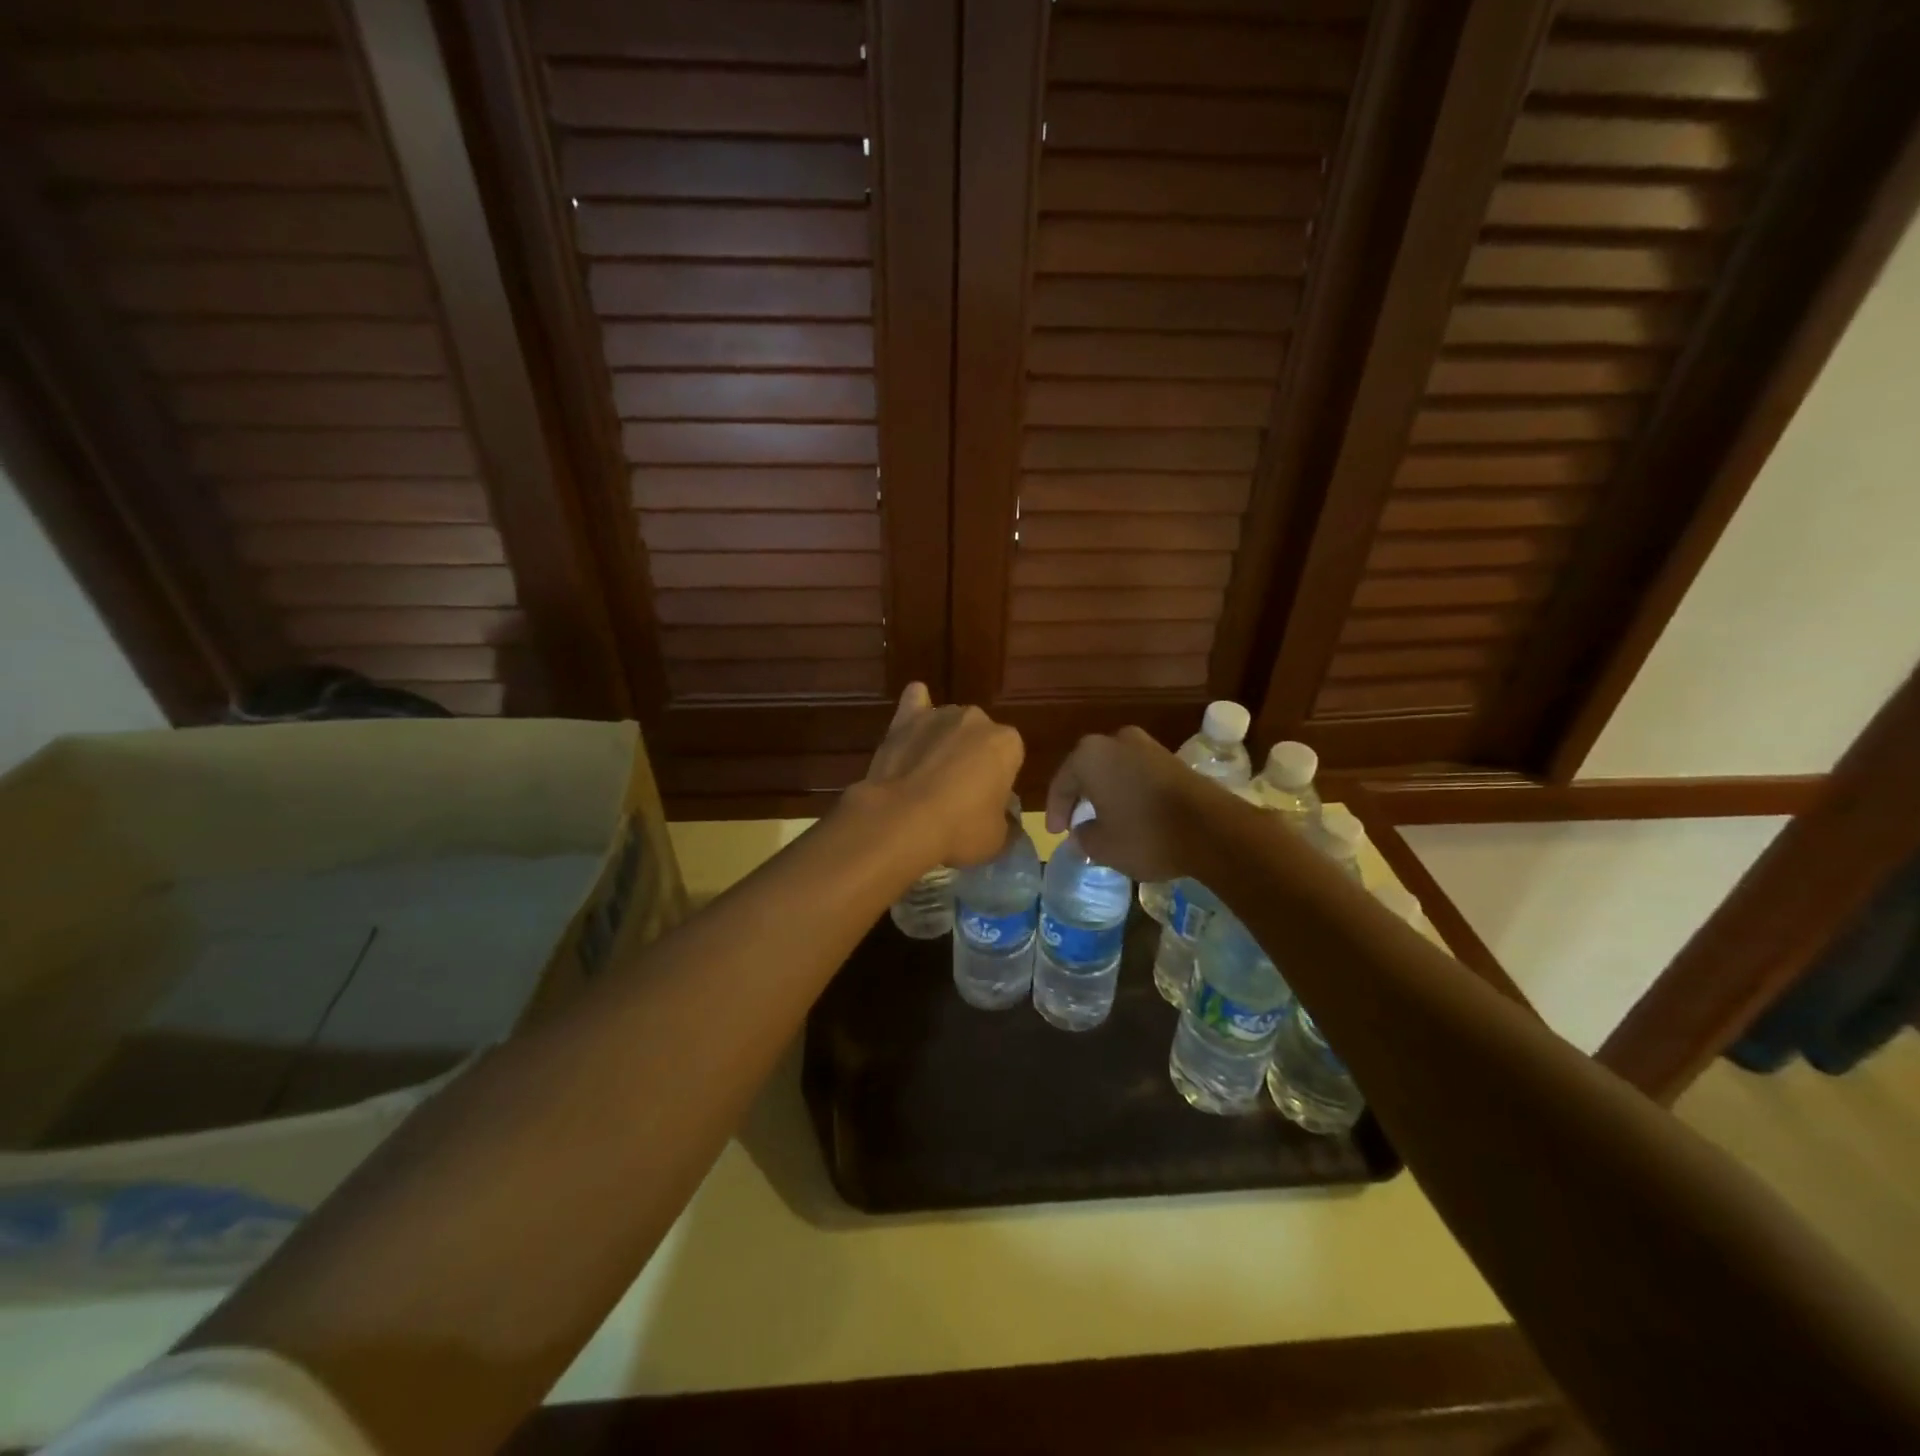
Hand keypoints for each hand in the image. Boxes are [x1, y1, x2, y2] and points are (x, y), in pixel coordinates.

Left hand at [852, 683, 1024, 869]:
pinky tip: (913, 726)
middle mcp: (977, 719)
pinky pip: (915, 701)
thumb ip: (1006, 821)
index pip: (1011, 756)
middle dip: (972, 756)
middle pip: (980, 736)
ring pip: (949, 723)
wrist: (902, 819)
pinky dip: (916, 709)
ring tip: (928, 774)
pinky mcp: (905, 718)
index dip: (999, 779)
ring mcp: (939, 714)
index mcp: (1007, 743)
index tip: (986, 801)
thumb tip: (1004, 818)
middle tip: (957, 792)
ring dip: (944, 740)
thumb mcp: (998, 838)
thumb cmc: (960, 828)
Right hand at [1044, 727, 1225, 881]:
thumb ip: (1083, 838)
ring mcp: (1148, 746)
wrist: (1212, 829)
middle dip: (1081, 797)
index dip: (1056, 811)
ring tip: (1104, 820)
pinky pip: (1138, 774)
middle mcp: (1116, 741)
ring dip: (1106, 793)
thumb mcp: (1103, 846)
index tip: (1056, 833)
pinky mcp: (1172, 759)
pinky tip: (1132, 814)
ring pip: (1114, 770)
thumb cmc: (1145, 834)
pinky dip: (1129, 792)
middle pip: (1088, 770)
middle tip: (1076, 823)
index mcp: (1090, 755)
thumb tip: (1081, 834)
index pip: (1062, 783)